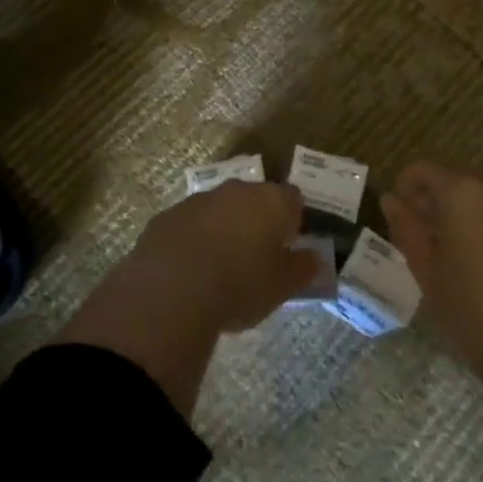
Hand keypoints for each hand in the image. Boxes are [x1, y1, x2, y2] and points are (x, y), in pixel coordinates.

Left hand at [130, 179, 322, 332]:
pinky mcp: (168, 215)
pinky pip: (191, 223)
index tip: (288, 248)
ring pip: (221, 209)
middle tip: (256, 259)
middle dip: (258, 222)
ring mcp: (200, 199)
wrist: (172, 291)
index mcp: (271, 202)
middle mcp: (237, 190)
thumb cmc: (240, 286)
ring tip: (220, 268)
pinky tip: (189, 270)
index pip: (293, 199)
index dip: (293, 222)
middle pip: (256, 199)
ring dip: (225, 228)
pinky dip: (194, 239)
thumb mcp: (281, 288)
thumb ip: (302, 270)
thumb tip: (314, 259)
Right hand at [382, 162, 482, 392]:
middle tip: (421, 226)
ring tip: (450, 243)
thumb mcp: (423, 266)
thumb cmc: (465, 306)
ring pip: (480, 194)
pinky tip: (481, 258)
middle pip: (455, 176)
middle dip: (434, 193)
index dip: (406, 183)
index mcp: (461, 194)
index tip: (399, 209)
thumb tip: (391, 199)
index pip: (424, 169)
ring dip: (461, 207)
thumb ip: (405, 224)